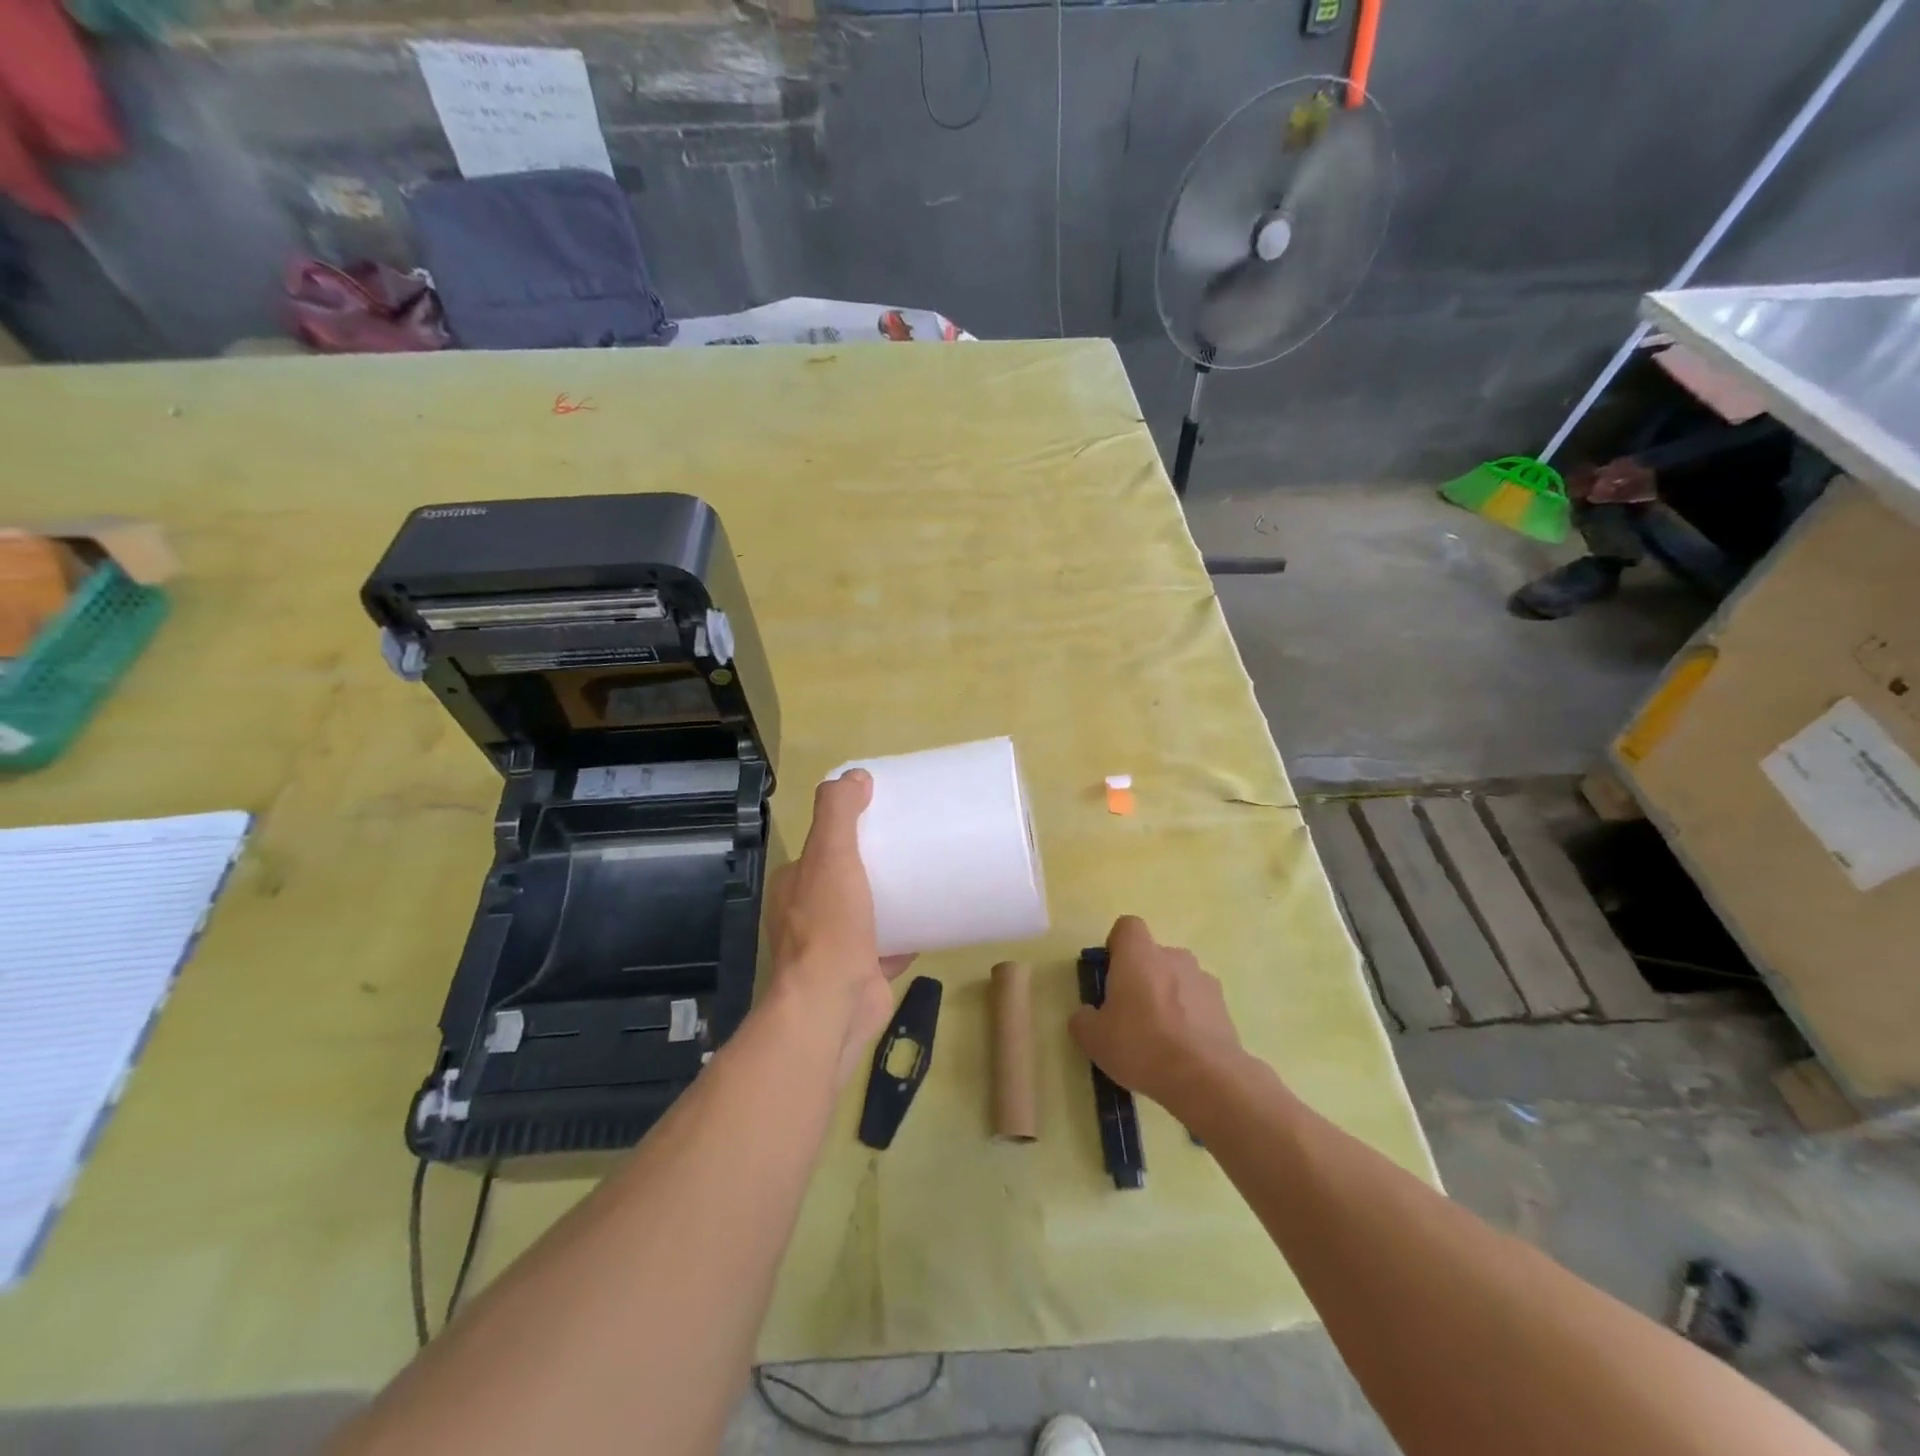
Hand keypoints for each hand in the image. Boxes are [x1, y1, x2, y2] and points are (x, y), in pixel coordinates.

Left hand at [765, 770, 912, 1083]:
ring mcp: (835, 947)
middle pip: (847, 877)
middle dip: (875, 862)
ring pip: (868, 911)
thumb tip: (855, 776)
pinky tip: (934, 918)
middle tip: (914, 844)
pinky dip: (908, 933)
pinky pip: (890, 945)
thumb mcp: (830, 854)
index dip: (849, 829)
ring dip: (892, 897)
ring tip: (928, 875)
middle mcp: (809, 914)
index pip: (822, 846)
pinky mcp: (862, 972)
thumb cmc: (829, 925)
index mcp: (796, 884)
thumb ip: (837, 812)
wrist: (833, 1004)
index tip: (884, 815)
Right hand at [1069, 916, 1243, 1116]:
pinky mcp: (1224, 1006)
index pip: (1127, 927)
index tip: (1111, 976)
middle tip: (1130, 1015)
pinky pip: (1198, 1003)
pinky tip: (1184, 1051)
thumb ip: (1083, 1019)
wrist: (1206, 1078)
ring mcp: (1203, 980)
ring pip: (1177, 980)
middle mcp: (1173, 956)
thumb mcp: (1094, 1039)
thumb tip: (1087, 1015)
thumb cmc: (1141, 1045)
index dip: (1116, 947)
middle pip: (1152, 957)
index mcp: (1138, 954)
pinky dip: (1190, 1018)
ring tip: (1161, 1039)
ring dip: (1168, 998)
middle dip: (1142, 979)